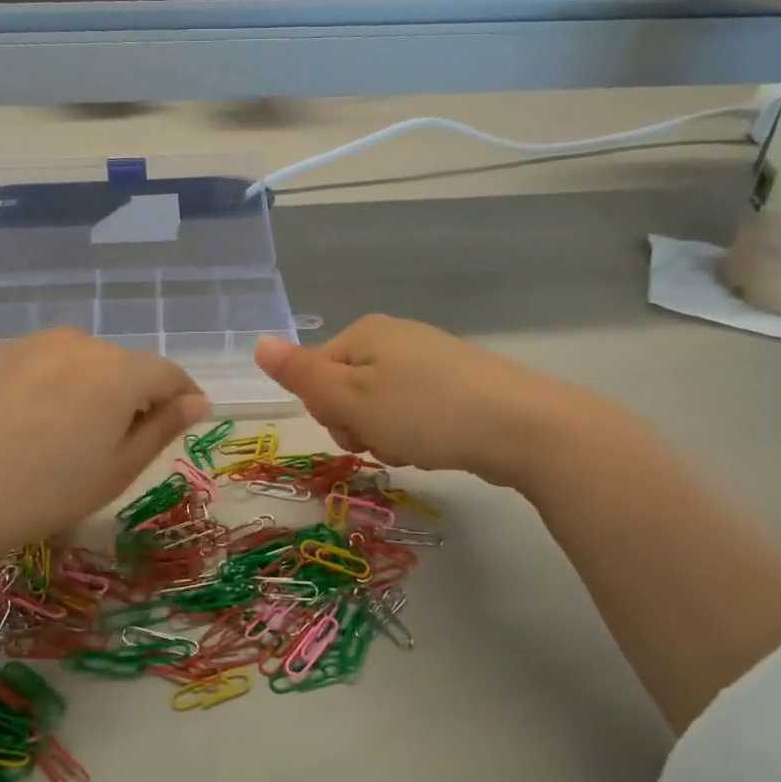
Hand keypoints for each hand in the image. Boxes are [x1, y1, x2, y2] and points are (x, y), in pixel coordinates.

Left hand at [0, 331, 209, 564]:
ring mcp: (30, 344)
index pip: (169, 374)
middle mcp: (79, 344)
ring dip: (89, 389)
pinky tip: (26, 426)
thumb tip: (196, 402)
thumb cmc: (43, 492)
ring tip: (67, 436)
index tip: (184, 422)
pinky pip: (40, 365)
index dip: (183, 397)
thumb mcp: (116, 471)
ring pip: (79, 363)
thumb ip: (161, 429)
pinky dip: (49, 387)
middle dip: (133, 396)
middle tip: (118, 444)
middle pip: (123, 366)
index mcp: (119, 371)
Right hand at [253, 315, 592, 488]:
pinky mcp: (459, 386)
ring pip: (381, 407)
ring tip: (413, 449)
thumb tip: (258, 343)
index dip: (325, 409)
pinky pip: (415, 412)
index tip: (352, 429)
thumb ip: (301, 375)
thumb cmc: (423, 411)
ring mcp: (430, 361)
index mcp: (365, 333)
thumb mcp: (350, 397)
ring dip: (385, 436)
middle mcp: (395, 338)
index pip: (315, 374)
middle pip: (347, 390)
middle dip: (356, 425)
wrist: (522, 426)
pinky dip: (417, 434)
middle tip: (381, 441)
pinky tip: (436, 448)